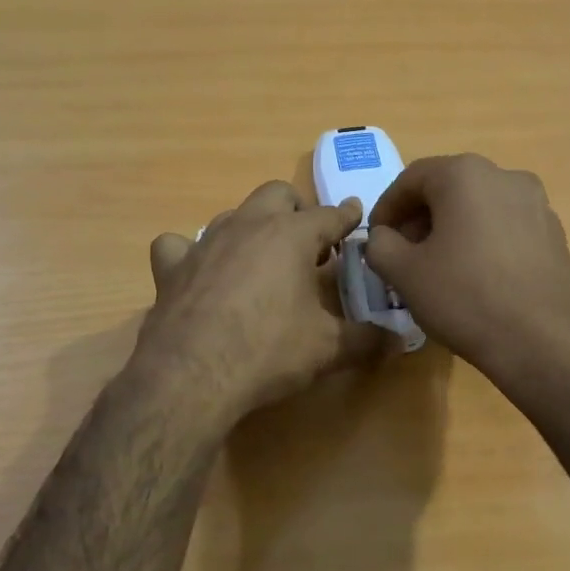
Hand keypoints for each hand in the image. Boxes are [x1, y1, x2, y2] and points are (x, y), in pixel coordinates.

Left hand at [135, 180, 385, 426]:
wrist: (191, 376)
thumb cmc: (268, 352)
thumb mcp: (327, 348)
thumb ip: (366, 340)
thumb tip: (398, 341)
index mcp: (292, 236)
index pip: (329, 215)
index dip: (346, 216)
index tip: (355, 214)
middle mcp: (249, 225)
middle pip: (278, 194)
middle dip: (297, 210)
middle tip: (308, 244)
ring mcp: (205, 242)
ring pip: (233, 214)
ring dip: (252, 228)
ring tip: (261, 259)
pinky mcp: (171, 266)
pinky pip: (178, 245)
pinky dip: (190, 253)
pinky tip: (198, 272)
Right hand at [365, 154, 569, 380]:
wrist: (543, 342)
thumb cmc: (465, 298)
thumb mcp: (404, 273)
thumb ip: (380, 244)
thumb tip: (383, 237)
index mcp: (465, 175)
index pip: (411, 179)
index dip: (386, 208)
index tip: (376, 239)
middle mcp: (505, 177)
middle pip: (448, 188)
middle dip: (419, 218)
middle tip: (403, 254)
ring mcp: (537, 204)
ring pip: (479, 207)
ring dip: (452, 229)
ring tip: (438, 268)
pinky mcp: (555, 234)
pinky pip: (506, 227)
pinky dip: (483, 241)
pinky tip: (476, 278)